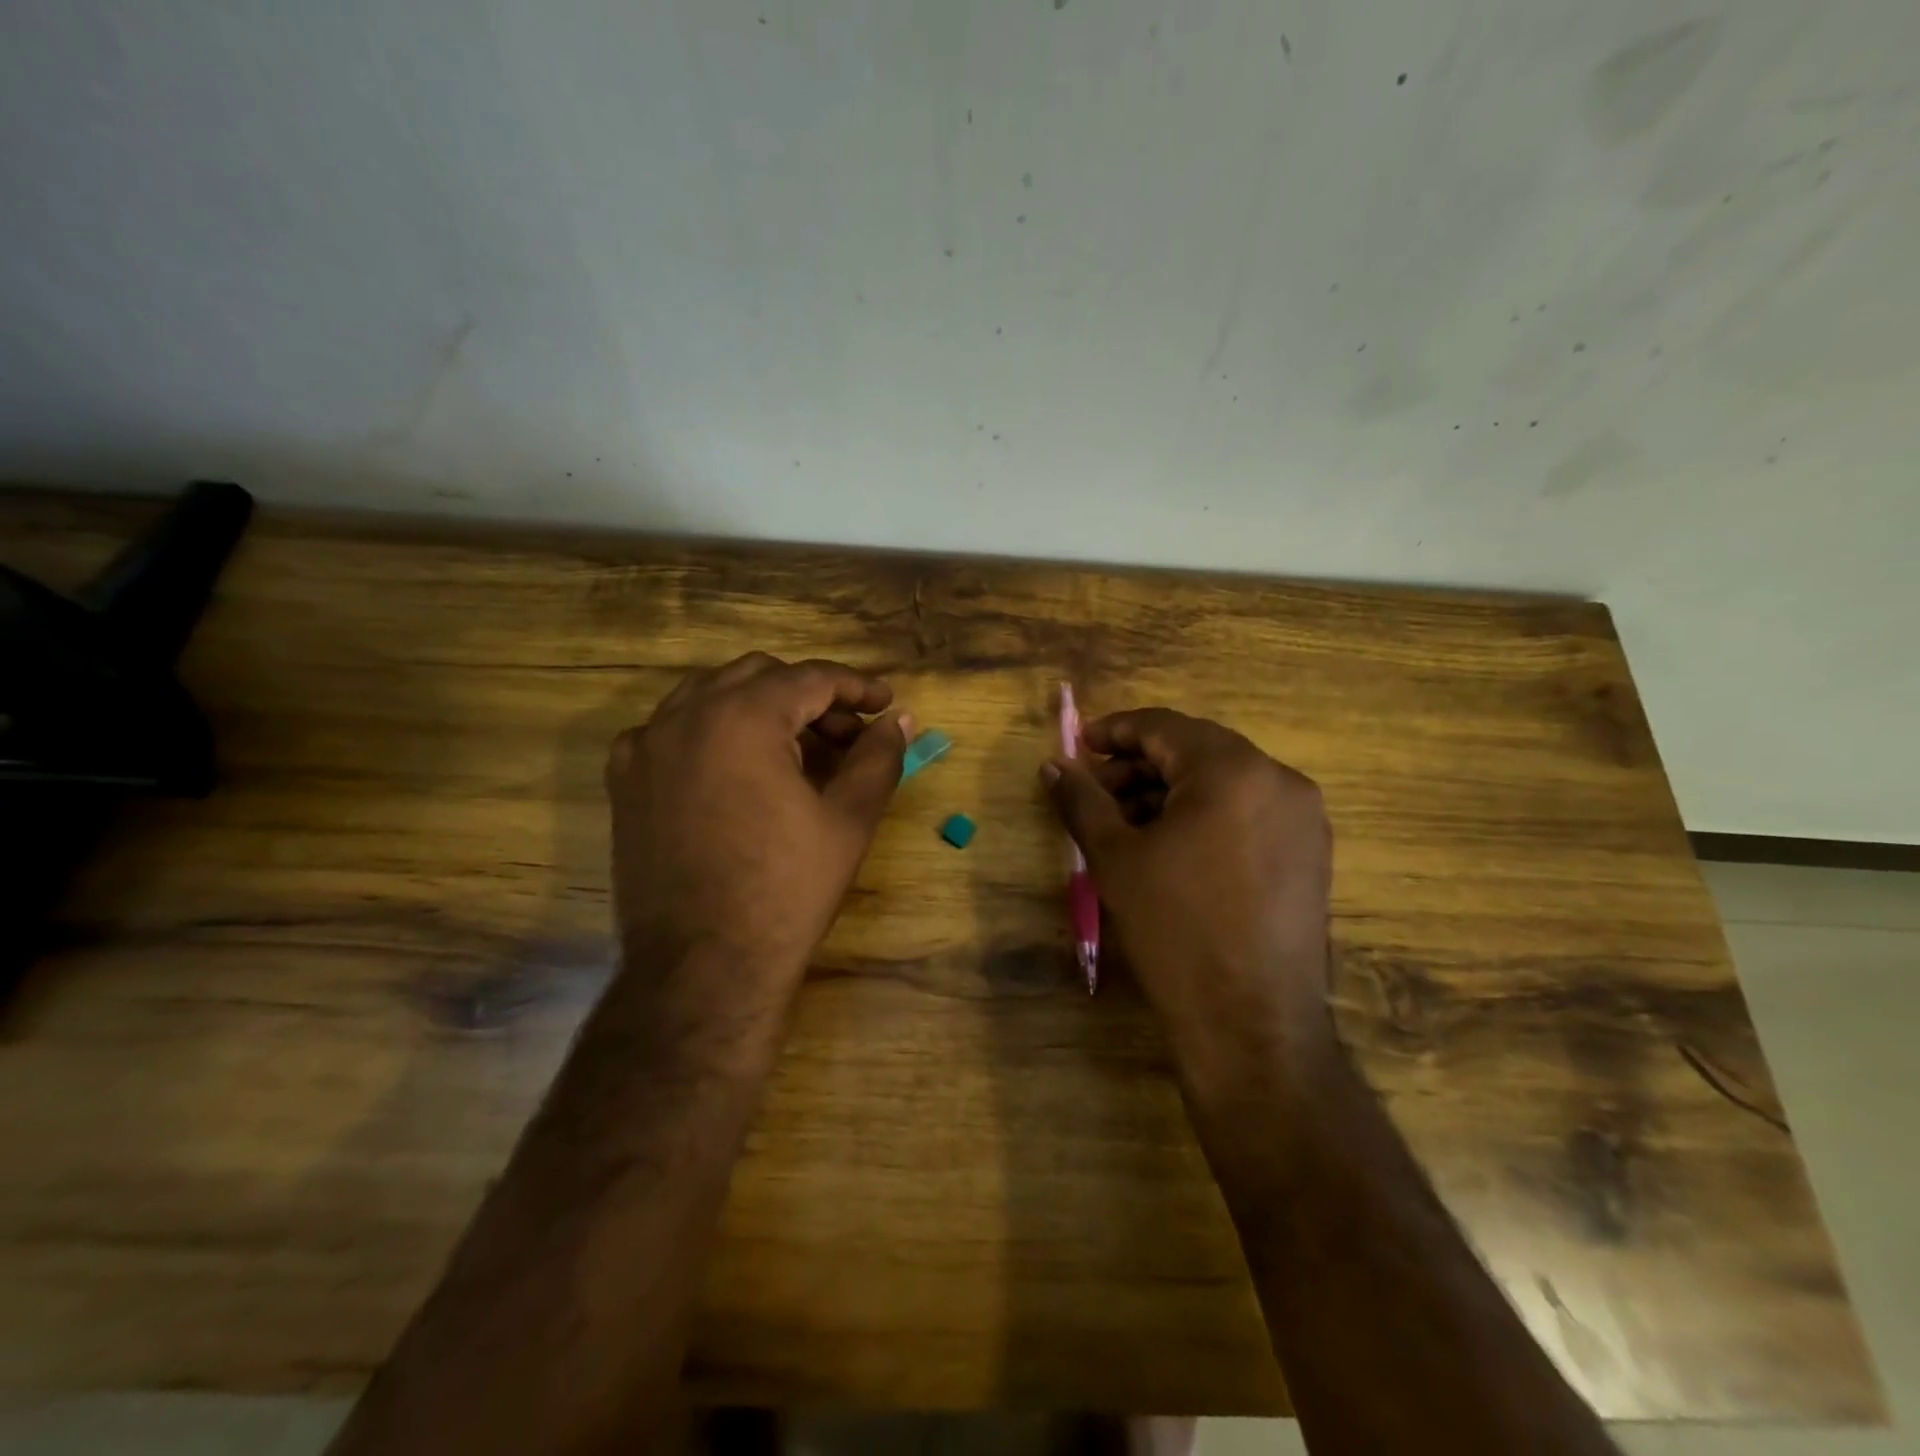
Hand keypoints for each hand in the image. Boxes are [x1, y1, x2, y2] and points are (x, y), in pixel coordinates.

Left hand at [608, 653, 908, 1000]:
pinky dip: (713, 731)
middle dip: (810, 696)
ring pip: (712, 694)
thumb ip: (878, 758)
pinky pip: (673, 728)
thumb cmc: (786, 890)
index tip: (886, 703)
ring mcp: (646, 746)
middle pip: (760, 676)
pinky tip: (737, 770)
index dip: (855, 687)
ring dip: (761, 708)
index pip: (810, 678)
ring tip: (797, 750)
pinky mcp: (625, 780)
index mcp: (743, 717)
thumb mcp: (849, 820)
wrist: (703, 966)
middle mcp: (686, 715)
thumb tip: (899, 721)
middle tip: (847, 735)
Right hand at [1043, 708, 1335, 1080]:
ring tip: (1126, 826)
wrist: (1251, 1023)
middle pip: (1195, 751)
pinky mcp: (1310, 853)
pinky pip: (1248, 812)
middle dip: (1139, 767)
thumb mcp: (1115, 857)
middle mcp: (1279, 780)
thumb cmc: (1175, 929)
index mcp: (1233, 770)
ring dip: (1170, 793)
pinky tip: (1170, 848)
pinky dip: (1204, 816)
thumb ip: (1081, 799)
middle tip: (1095, 795)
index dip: (1114, 732)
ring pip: (1223, 783)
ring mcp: (1303, 818)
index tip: (1078, 748)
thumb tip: (1054, 764)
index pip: (1163, 727)